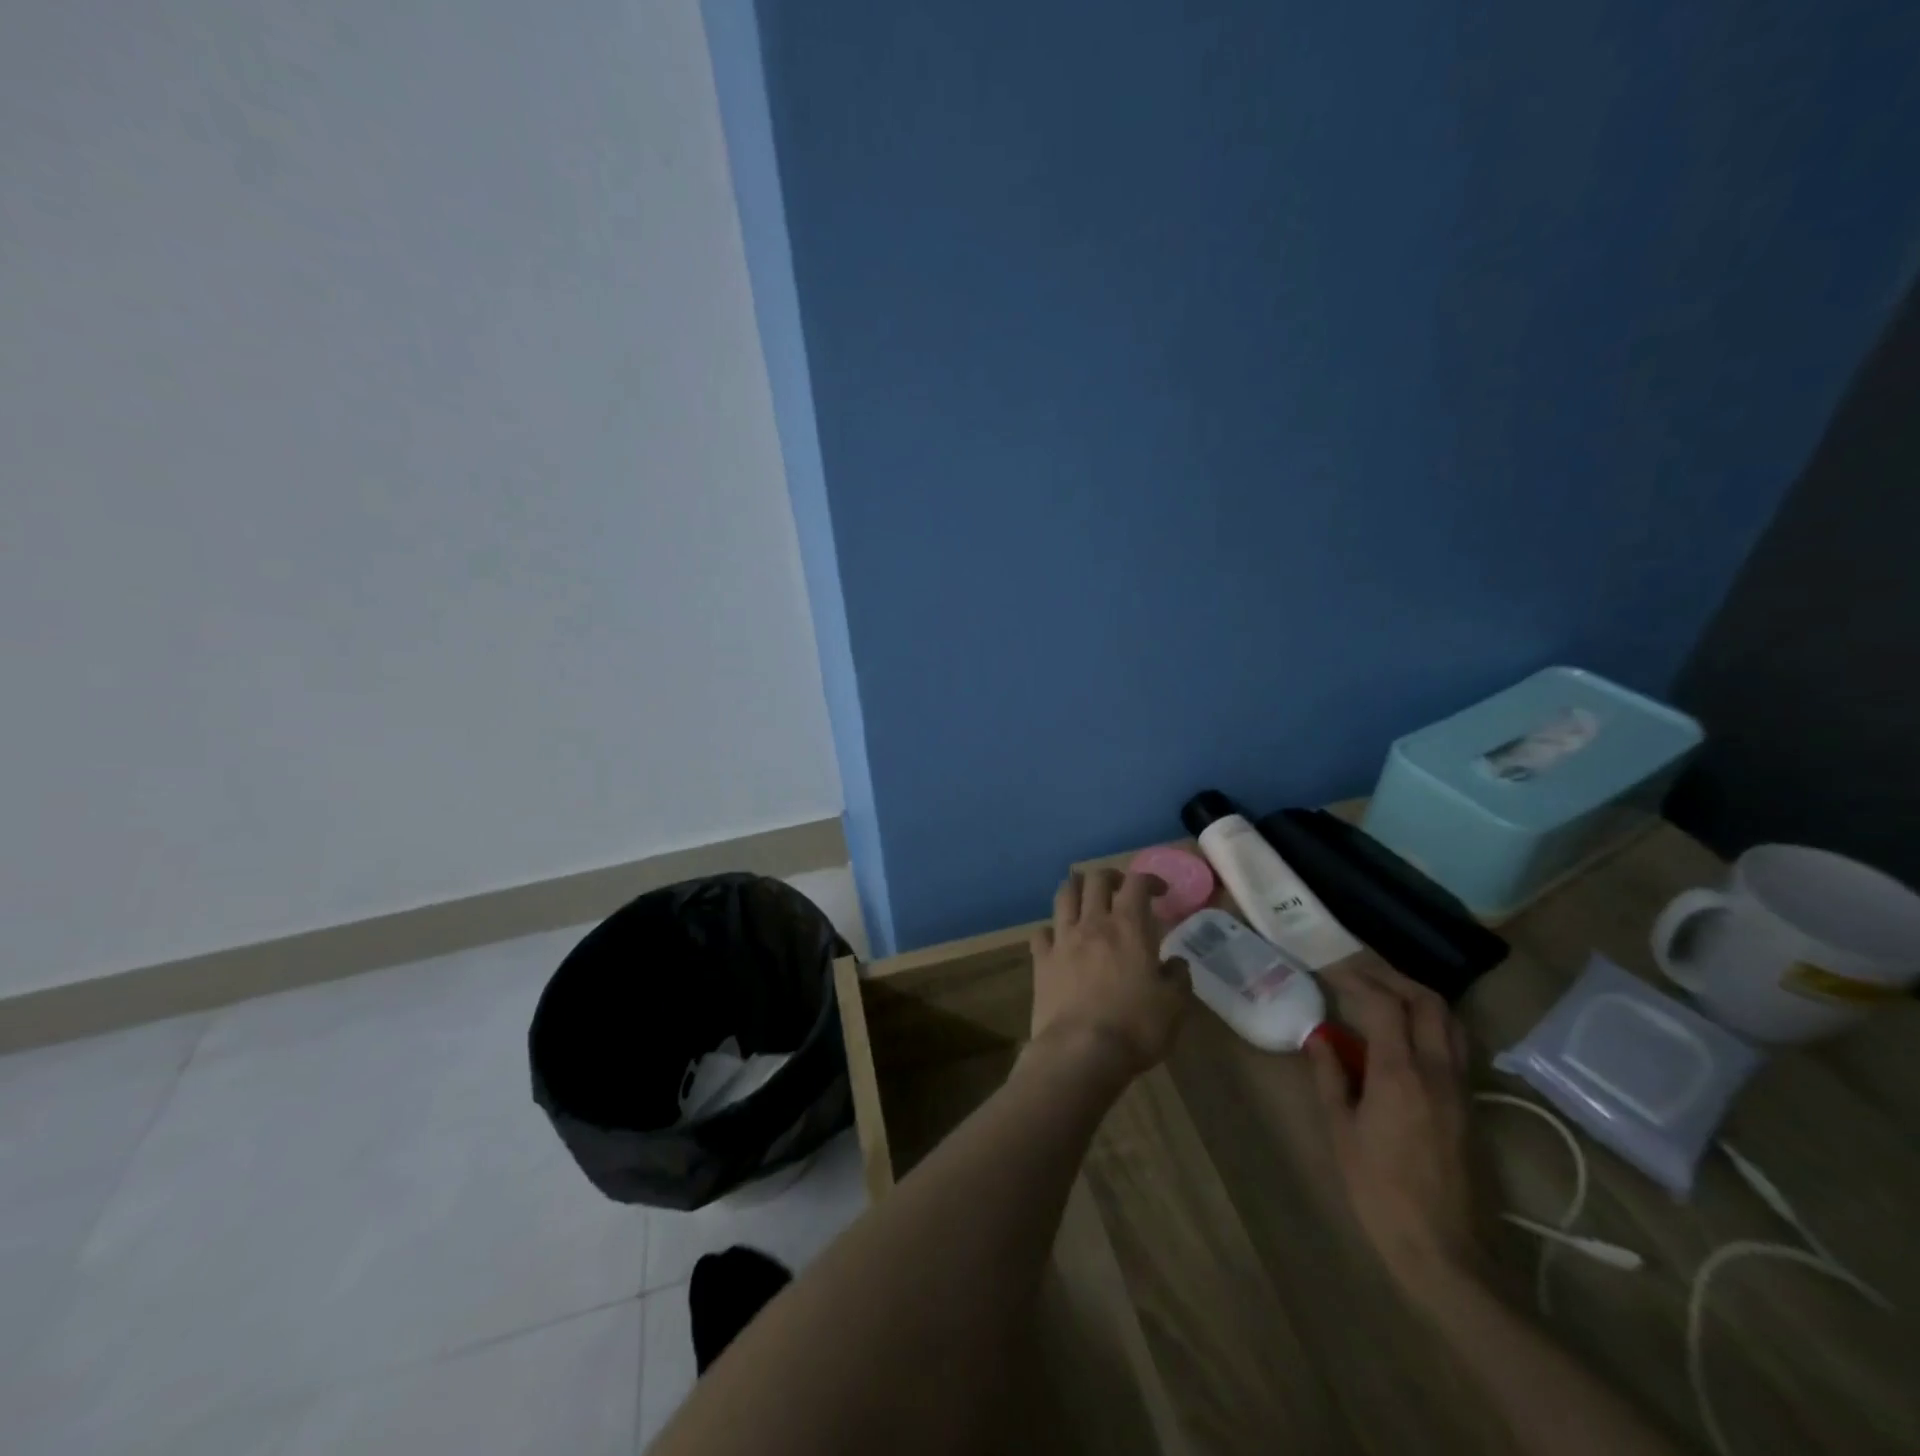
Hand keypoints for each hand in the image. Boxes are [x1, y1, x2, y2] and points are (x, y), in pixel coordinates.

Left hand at [1028, 869, 1191, 1079]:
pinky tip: (1058, 938)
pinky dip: (1051, 930)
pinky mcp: (1041, 961)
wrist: (1081, 1051)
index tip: (1159, 891)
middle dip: (1109, 876)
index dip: (1149, 879)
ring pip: (1064, 895)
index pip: (1136, 883)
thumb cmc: (1135, 1027)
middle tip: (1120, 888)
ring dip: (1076, 888)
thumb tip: (1176, 963)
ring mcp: (1062, 940)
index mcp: (1128, 927)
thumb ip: (1178, 977)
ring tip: (1085, 896)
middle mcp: (1093, 924)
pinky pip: (1041, 932)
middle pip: (1095, 879)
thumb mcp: (1174, 1005)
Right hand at [1306, 961, 1478, 1290]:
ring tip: (1381, 994)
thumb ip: (1329, 1075)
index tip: (1328, 971)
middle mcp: (1437, 1071)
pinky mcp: (1469, 1105)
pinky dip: (1429, 1022)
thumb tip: (1318, 1036)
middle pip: (1427, 1001)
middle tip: (1356, 973)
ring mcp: (1460, 1088)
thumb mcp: (1340, 1130)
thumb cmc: (1379, 1190)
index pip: (1384, 1004)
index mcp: (1400, 1074)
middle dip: (1390, 977)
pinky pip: (1454, 1044)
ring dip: (1416, 996)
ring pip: (1449, 1020)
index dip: (1356, 980)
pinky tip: (1402, 1033)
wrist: (1444, 1252)